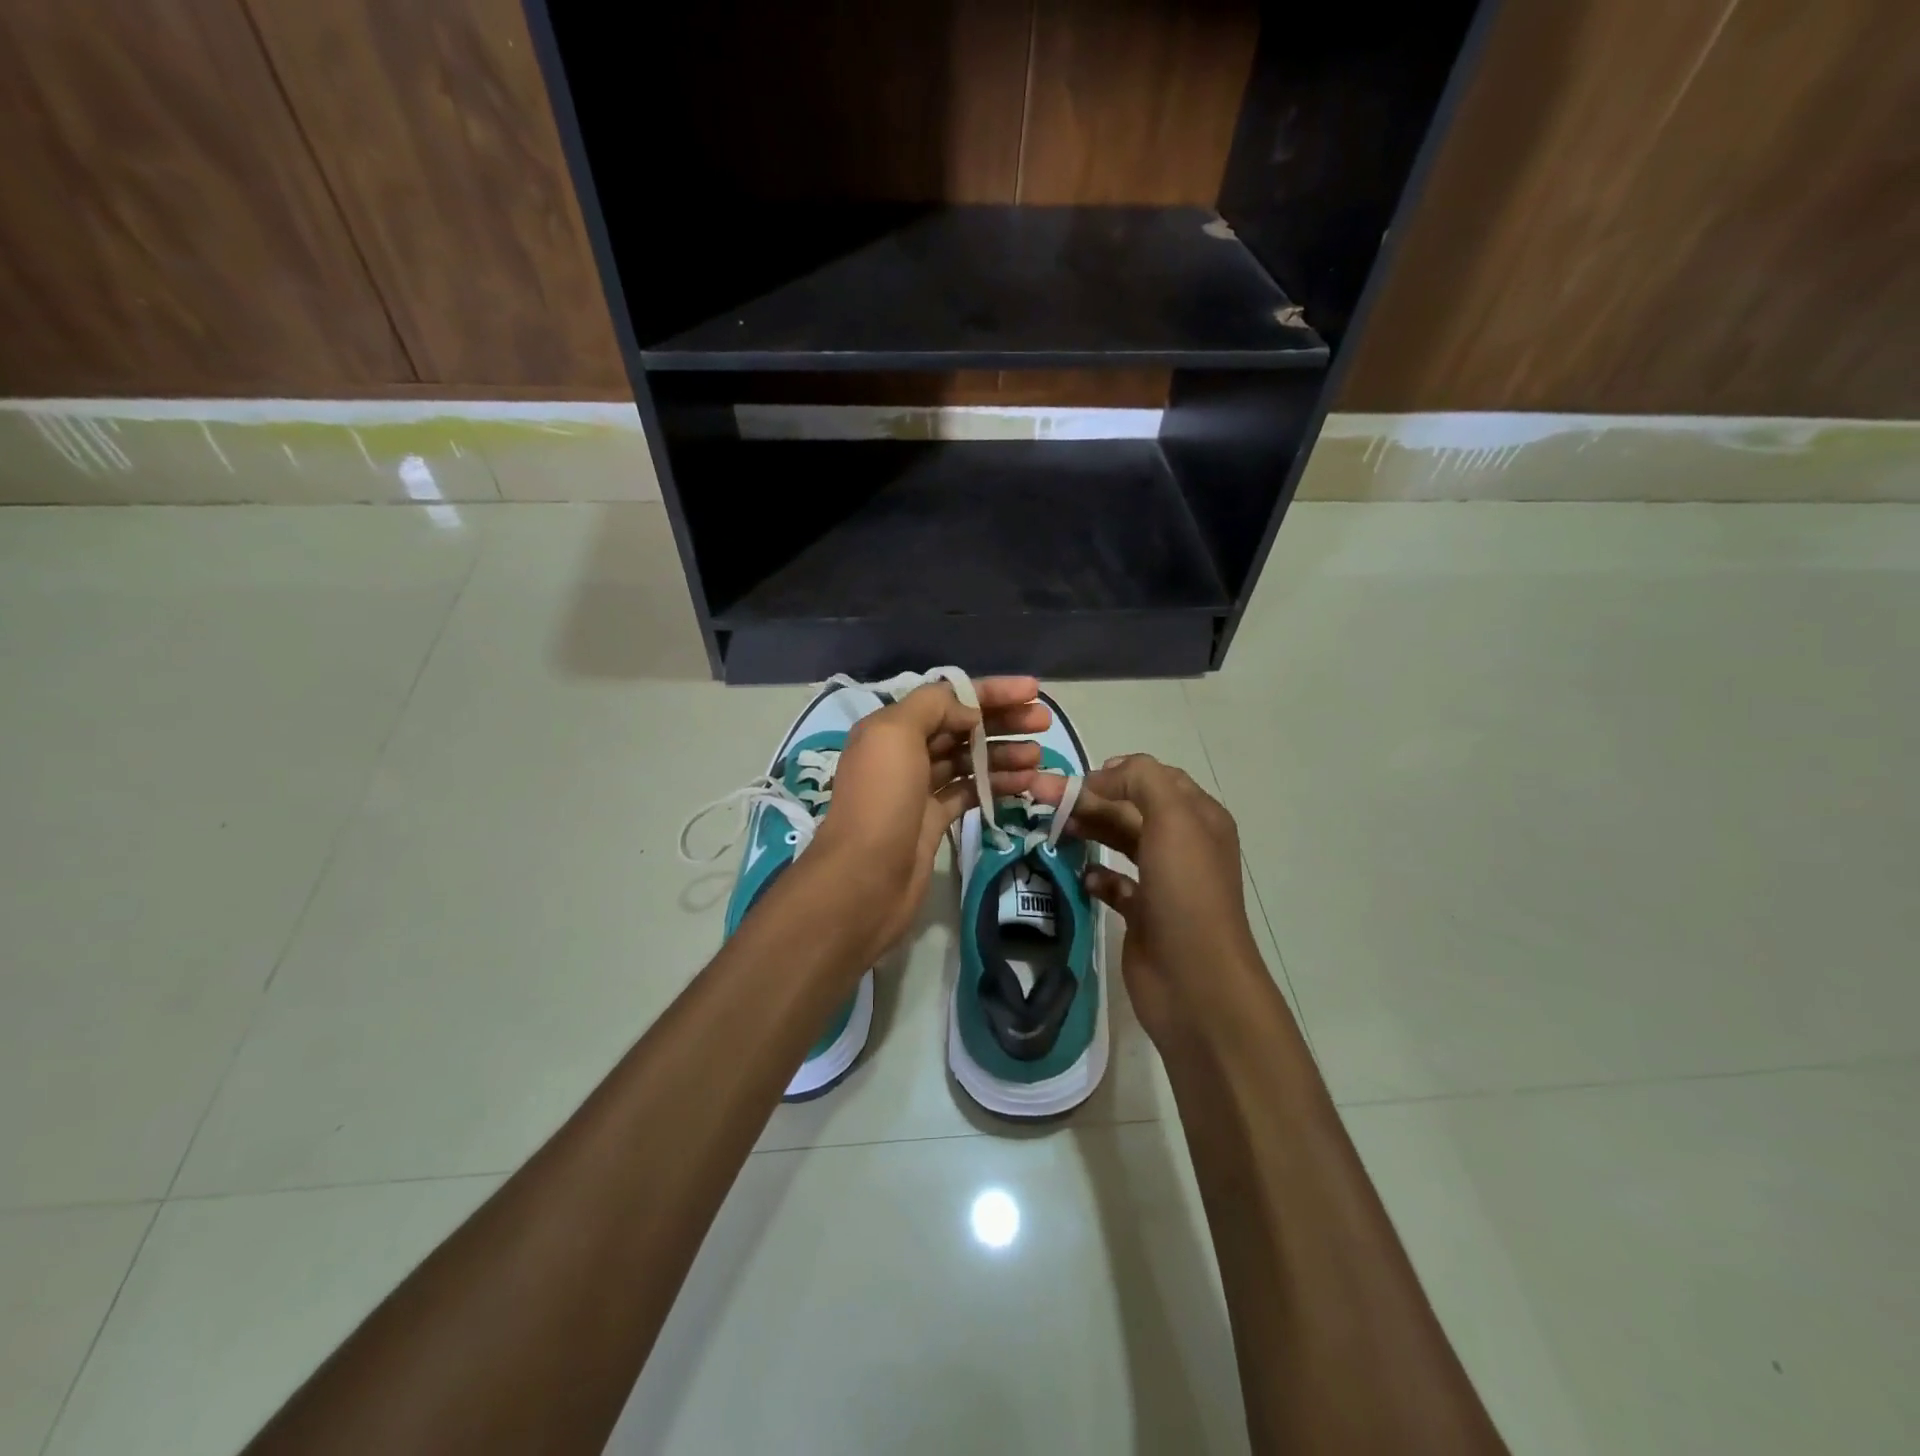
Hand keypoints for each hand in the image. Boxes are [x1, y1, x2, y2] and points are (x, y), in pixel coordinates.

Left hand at [809, 677, 1050, 957]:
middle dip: (1002, 720)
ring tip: (1039, 756)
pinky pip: (970, 791)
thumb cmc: (881, 799)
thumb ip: (934, 708)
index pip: (948, 697)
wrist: (863, 879)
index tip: (1033, 691)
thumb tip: (970, 712)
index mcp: (891, 727)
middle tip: (1044, 723)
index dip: (991, 691)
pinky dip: (996, 784)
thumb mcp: (896, 734)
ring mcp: (919, 789)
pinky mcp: (933, 821)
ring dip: (1003, 753)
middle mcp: (903, 753)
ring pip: (968, 760)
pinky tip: (1025, 783)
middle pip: (961, 727)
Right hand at [1032, 754, 1265, 1047]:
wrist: (1194, 979)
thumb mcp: (1172, 818)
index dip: (1118, 772)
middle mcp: (1183, 845)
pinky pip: (1113, 883)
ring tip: (1053, 829)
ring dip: (1088, 830)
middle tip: (1043, 798)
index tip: (1078, 779)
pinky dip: (1095, 874)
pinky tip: (1079, 875)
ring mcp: (1163, 881)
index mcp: (1199, 817)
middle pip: (1131, 809)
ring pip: (1120, 842)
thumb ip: (1141, 780)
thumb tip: (1106, 773)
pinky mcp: (1143, 913)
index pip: (1156, 778)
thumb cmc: (1185, 891)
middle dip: (1090, 799)